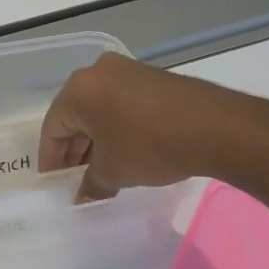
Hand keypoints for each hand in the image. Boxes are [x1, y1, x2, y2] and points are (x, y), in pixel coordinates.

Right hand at [37, 52, 266, 199]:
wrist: (216, 127)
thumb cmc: (151, 146)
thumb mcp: (114, 171)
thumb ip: (91, 184)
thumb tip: (82, 197)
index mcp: (78, 90)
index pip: (53, 128)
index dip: (51, 160)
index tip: (54, 183)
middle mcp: (97, 72)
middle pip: (74, 115)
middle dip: (74, 150)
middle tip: (76, 179)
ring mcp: (126, 70)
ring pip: (99, 109)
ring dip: (95, 139)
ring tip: (101, 169)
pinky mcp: (150, 76)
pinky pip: (121, 103)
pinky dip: (116, 127)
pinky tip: (124, 151)